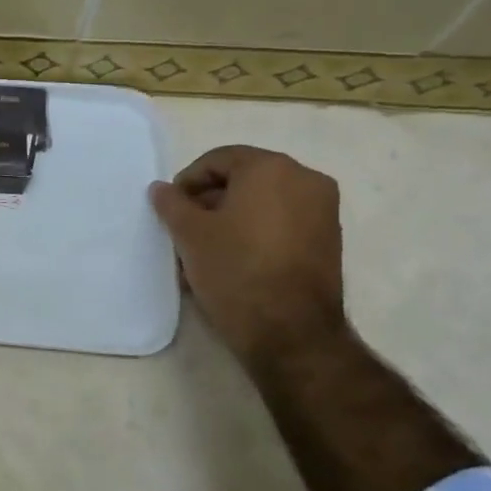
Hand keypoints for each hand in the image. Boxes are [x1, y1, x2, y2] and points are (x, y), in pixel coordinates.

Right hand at [149, 146, 347, 369]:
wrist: (290, 331)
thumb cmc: (235, 270)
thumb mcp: (190, 234)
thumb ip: (172, 204)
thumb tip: (161, 189)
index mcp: (271, 168)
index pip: (219, 159)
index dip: (188, 181)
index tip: (170, 208)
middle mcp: (305, 180)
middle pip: (243, 180)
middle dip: (209, 202)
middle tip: (183, 229)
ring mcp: (323, 211)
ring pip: (262, 204)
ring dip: (229, 220)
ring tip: (202, 251)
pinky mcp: (328, 241)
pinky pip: (281, 224)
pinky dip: (254, 233)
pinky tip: (230, 261)